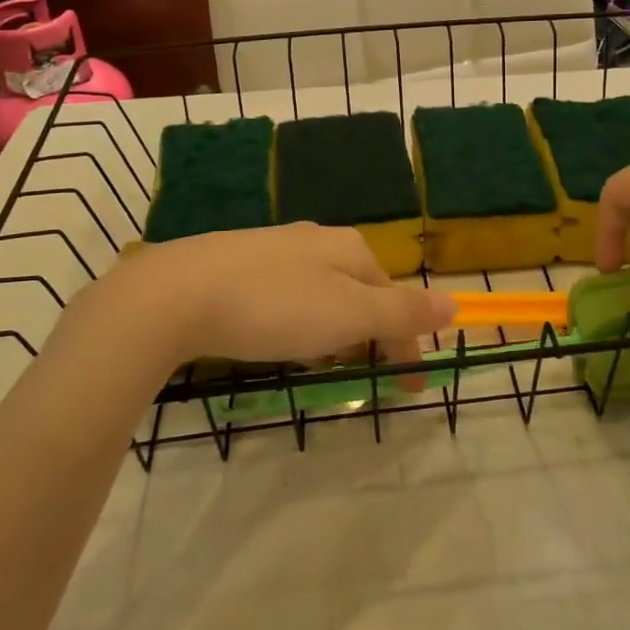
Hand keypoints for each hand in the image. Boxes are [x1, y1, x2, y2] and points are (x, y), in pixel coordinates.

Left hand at [69, 224, 454, 373]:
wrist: (176, 293)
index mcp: (350, 248)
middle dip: (368, 336)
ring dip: (333, 330)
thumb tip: (453, 303)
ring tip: (320, 365)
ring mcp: (273, 247)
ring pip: (322, 293)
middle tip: (361, 381)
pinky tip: (275, 337)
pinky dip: (296, 321)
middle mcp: (316, 239)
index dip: (405, 346)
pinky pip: (285, 294)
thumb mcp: (348, 315)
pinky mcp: (236, 262)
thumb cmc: (274, 306)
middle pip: (359, 293)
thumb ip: (401, 312)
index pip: (394, 300)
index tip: (407, 390)